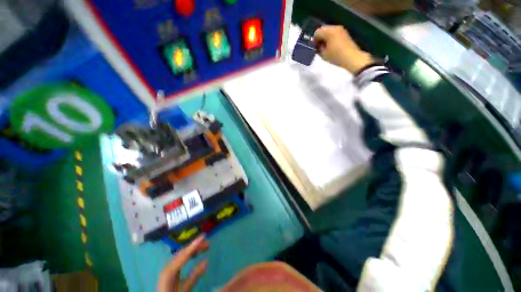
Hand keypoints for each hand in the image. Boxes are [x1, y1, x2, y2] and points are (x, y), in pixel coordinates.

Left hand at [158, 236, 209, 291]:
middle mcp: (168, 266)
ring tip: (204, 247)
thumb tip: (206, 261)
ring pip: (181, 254)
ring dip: (193, 249)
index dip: (194, 245)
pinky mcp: (169, 270)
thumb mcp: (185, 289)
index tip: (203, 236)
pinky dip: (188, 254)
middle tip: (208, 243)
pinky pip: (180, 258)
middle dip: (195, 246)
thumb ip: (194, 276)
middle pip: (183, 252)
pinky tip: (194, 254)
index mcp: (170, 271)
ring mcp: (168, 267)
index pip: (184, 254)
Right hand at [314, 25, 373, 72]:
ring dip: (325, 38)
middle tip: (319, 47)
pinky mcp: (345, 33)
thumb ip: (318, 49)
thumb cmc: (336, 57)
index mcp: (329, 32)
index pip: (317, 32)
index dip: (314, 40)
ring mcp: (341, 29)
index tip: (315, 48)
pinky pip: (334, 33)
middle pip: (323, 29)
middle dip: (320, 38)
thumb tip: (317, 46)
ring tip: (325, 48)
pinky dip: (331, 38)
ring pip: (329, 31)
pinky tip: (331, 46)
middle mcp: (335, 27)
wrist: (352, 58)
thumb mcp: (324, 55)